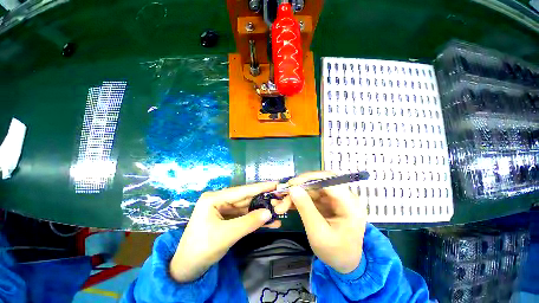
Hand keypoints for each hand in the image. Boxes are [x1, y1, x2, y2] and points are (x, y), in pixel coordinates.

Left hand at [170, 182, 291, 282]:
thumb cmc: (202, 248)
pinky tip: (269, 222)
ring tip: (278, 211)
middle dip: (263, 199)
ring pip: (246, 208)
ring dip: (261, 211)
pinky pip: (244, 216)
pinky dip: (255, 220)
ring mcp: (224, 209)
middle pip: (245, 198)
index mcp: (214, 198)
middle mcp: (219, 200)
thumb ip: (249, 222)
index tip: (275, 184)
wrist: (187, 269)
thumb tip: (269, 213)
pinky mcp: (227, 218)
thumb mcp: (227, 235)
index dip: (260, 187)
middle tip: (279, 197)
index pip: (242, 191)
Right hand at [285, 171, 366, 273]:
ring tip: (281, 205)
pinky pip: (310, 196)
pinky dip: (298, 199)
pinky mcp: (326, 202)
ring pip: (311, 189)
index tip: (291, 184)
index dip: (309, 178)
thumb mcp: (319, 233)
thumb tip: (293, 188)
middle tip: (282, 194)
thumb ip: (306, 209)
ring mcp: (334, 199)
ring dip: (295, 195)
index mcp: (350, 204)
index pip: (329, 180)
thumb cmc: (335, 252)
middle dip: (298, 188)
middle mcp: (344, 196)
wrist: (344, 264)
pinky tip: (286, 205)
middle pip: (318, 183)